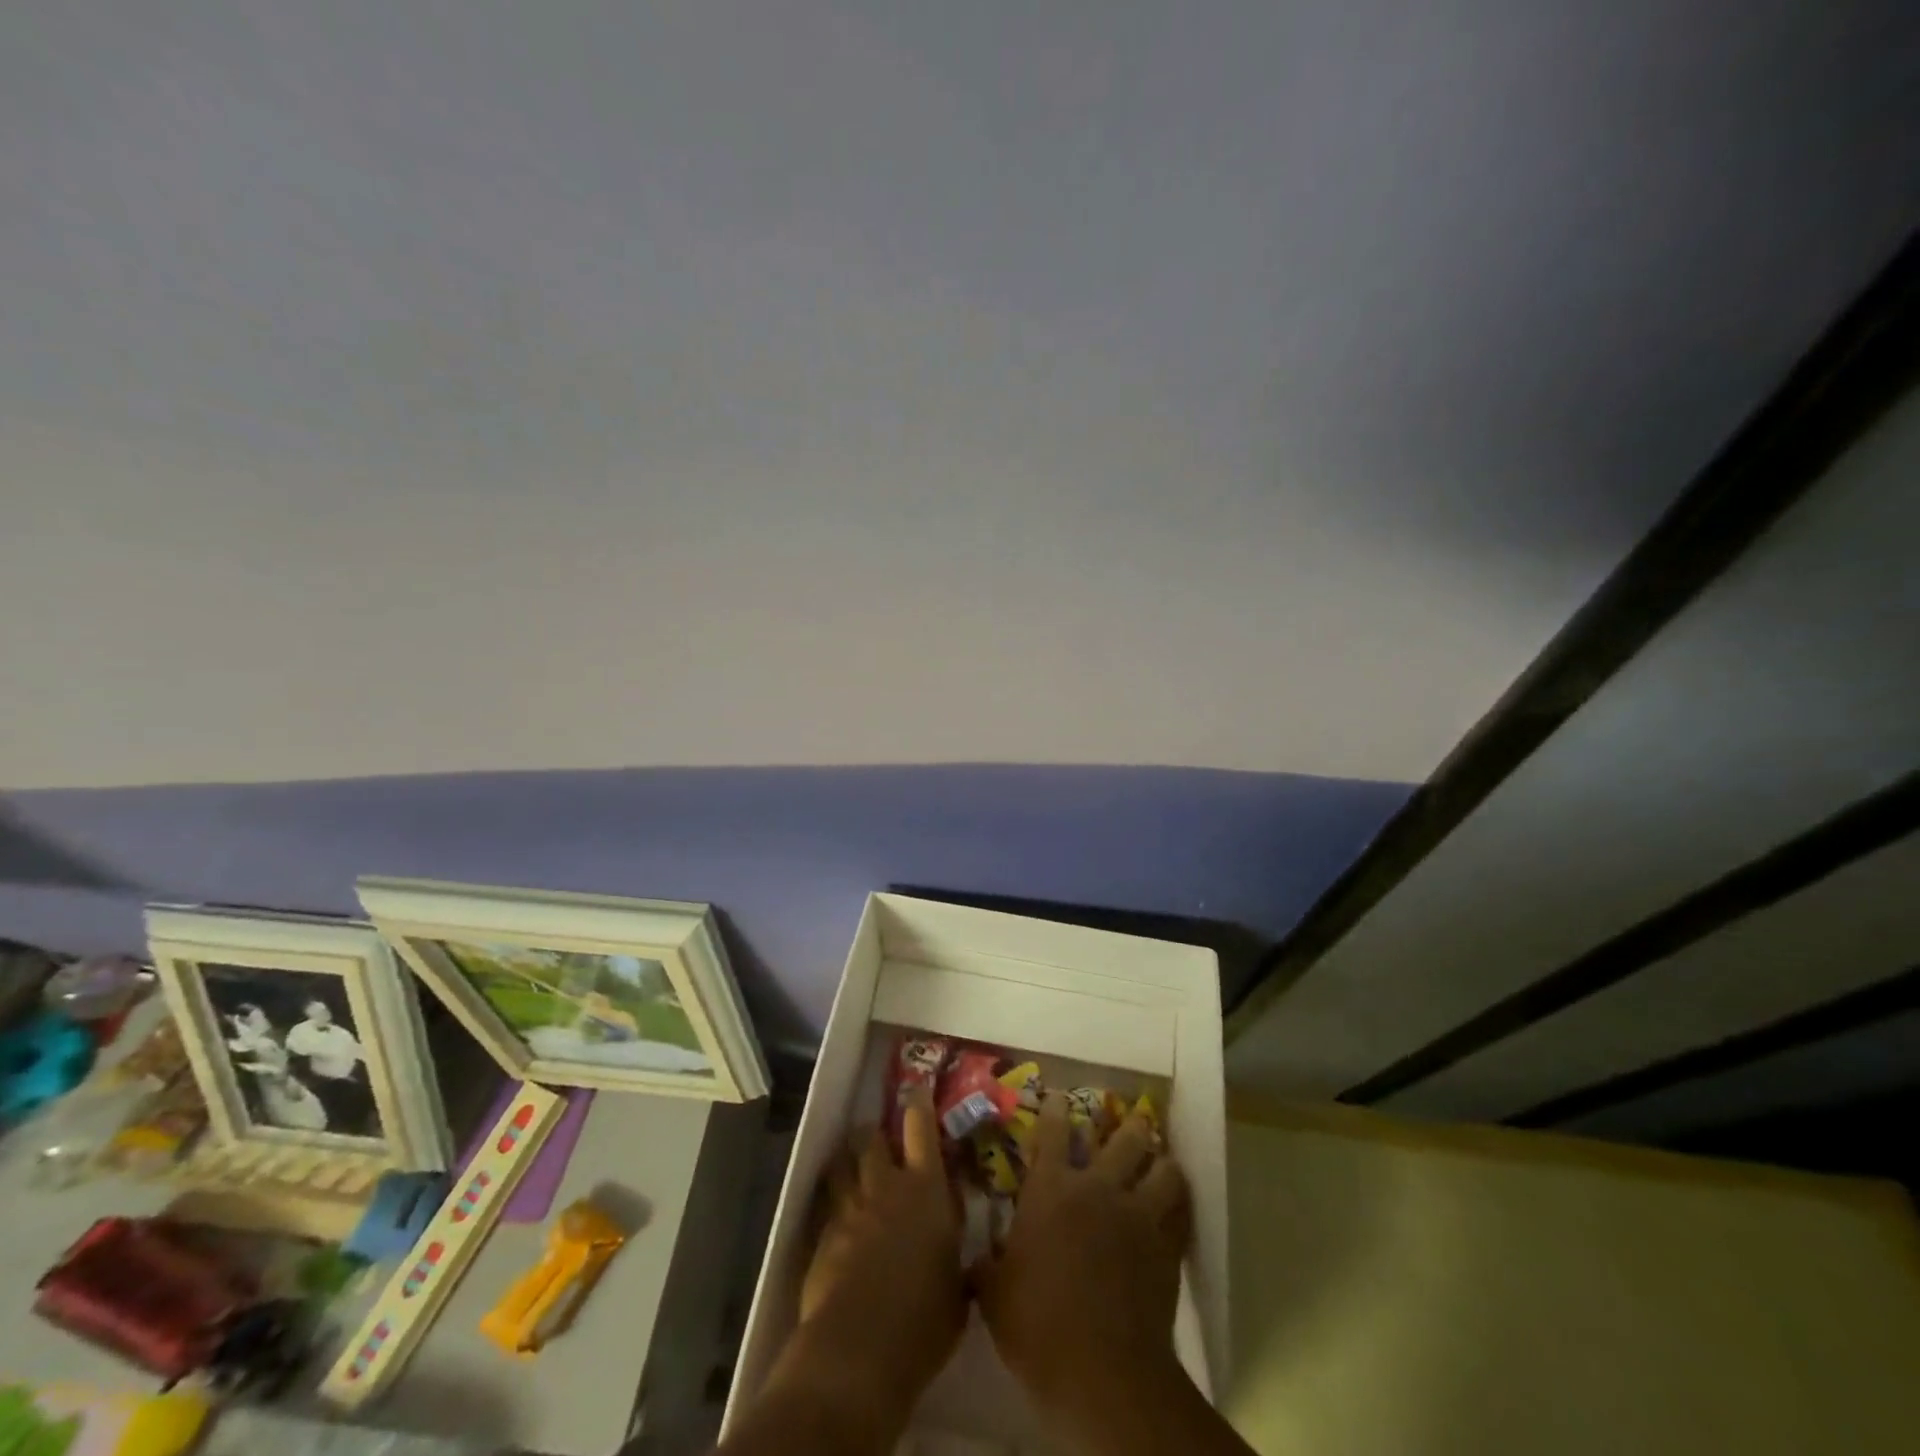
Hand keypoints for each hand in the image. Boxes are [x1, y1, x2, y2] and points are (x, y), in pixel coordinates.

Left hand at [786, 1086, 966, 1413]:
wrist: (857, 1352)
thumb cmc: (922, 1323)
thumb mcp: (957, 1294)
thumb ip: (959, 1265)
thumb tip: (968, 1262)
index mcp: (927, 1190)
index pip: (921, 1128)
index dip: (918, 1103)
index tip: (916, 1086)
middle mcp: (886, 1186)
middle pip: (873, 1138)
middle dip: (874, 1132)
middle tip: (879, 1136)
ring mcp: (849, 1207)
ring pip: (843, 1162)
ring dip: (848, 1158)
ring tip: (852, 1162)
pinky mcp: (821, 1234)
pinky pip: (827, 1202)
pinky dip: (833, 1200)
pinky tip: (836, 1212)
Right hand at [974, 1091, 1192, 1414]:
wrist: (1100, 1372)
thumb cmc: (1036, 1326)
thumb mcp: (994, 1293)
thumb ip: (987, 1265)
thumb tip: (974, 1259)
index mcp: (1051, 1189)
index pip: (1053, 1131)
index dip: (1056, 1108)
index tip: (1059, 1096)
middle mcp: (1097, 1187)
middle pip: (1123, 1138)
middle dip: (1129, 1125)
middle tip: (1131, 1120)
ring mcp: (1138, 1214)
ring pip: (1163, 1168)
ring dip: (1161, 1161)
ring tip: (1160, 1161)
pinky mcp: (1166, 1246)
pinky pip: (1181, 1211)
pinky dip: (1179, 1204)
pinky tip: (1175, 1207)